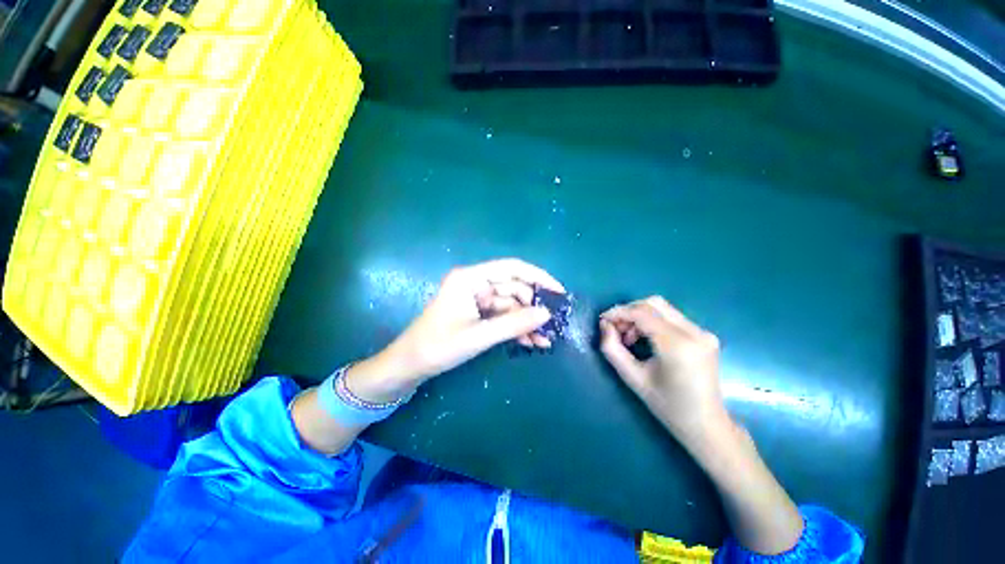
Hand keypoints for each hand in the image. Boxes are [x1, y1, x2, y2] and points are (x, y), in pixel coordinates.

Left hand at [347, 259, 565, 402]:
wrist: (410, 366)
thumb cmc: (438, 346)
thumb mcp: (479, 336)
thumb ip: (514, 324)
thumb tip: (547, 313)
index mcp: (470, 278)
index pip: (511, 268)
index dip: (538, 277)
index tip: (559, 291)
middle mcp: (475, 284)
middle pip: (514, 288)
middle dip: (534, 306)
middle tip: (554, 323)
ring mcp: (477, 299)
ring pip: (511, 305)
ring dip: (527, 321)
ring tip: (545, 339)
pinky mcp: (478, 314)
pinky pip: (503, 317)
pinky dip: (516, 328)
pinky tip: (532, 342)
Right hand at [599, 296, 730, 443]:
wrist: (706, 425)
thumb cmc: (667, 406)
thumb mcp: (632, 378)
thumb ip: (612, 348)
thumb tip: (605, 325)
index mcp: (677, 345)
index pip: (642, 313)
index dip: (618, 312)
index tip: (602, 320)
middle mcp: (694, 332)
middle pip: (653, 304)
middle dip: (629, 311)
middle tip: (616, 329)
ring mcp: (702, 332)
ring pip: (662, 308)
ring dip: (640, 316)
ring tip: (629, 338)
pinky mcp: (704, 335)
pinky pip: (671, 317)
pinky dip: (652, 322)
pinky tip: (645, 338)